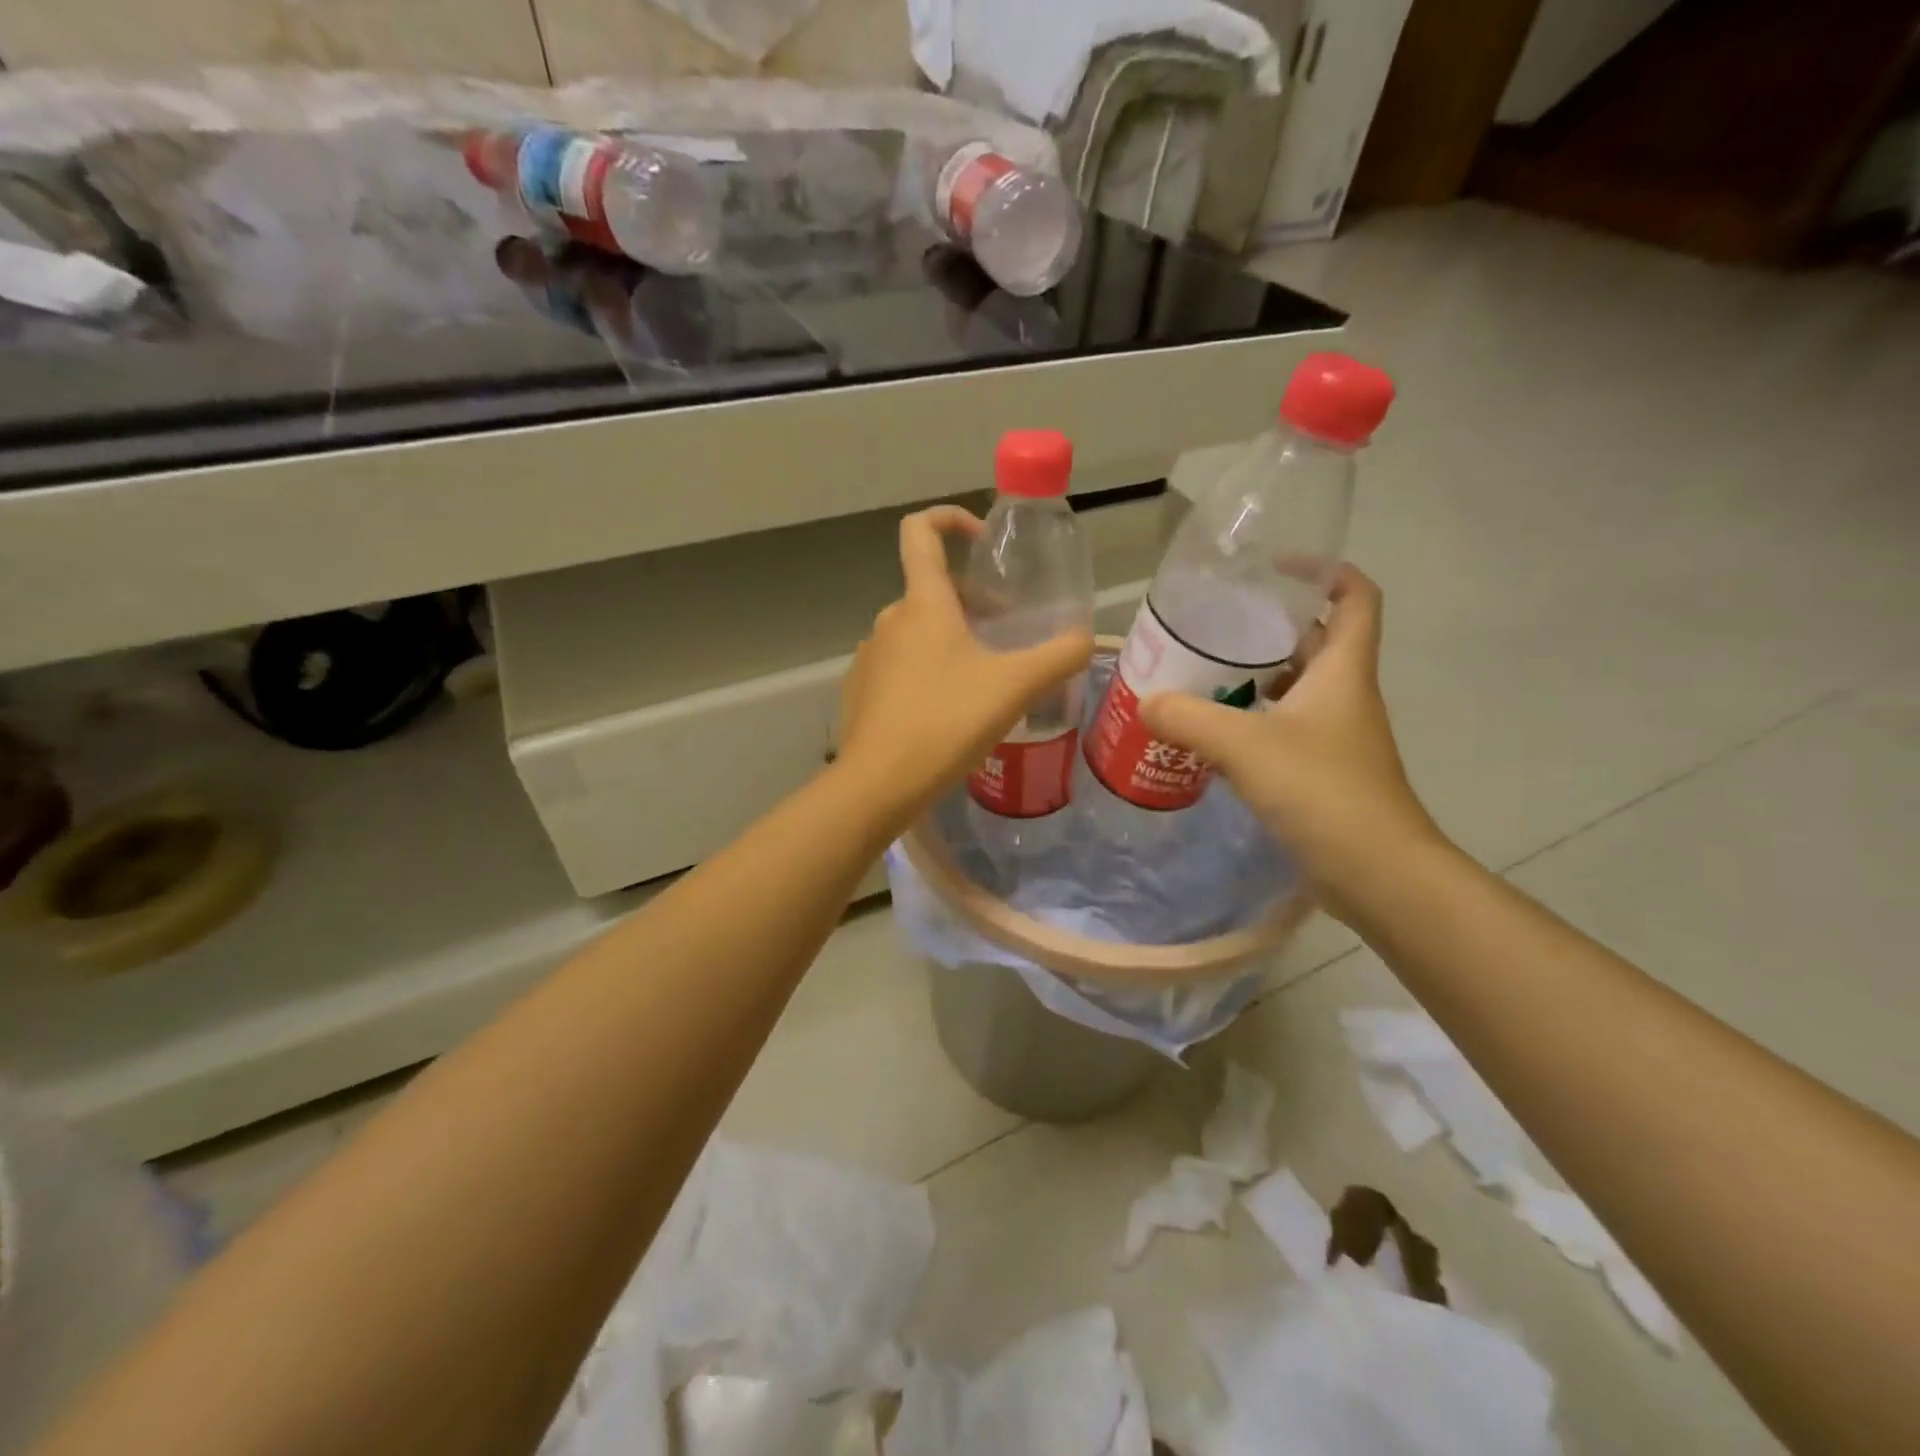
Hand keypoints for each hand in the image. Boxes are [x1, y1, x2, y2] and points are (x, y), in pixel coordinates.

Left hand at [837, 506, 1092, 827]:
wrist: (878, 784)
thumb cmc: (947, 722)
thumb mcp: (1014, 687)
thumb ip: (1058, 656)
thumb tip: (1087, 638)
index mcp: (923, 604)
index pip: (921, 531)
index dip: (950, 518)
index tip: (982, 539)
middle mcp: (889, 620)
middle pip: (933, 591)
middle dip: (974, 604)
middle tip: (1008, 636)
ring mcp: (870, 657)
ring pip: (918, 632)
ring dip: (953, 642)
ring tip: (985, 682)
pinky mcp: (861, 691)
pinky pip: (901, 667)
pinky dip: (929, 673)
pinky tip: (950, 713)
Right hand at [1140, 565, 1441, 914]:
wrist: (1377, 873)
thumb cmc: (1322, 791)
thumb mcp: (1245, 746)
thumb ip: (1189, 718)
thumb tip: (1146, 702)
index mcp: (1342, 671)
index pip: (1354, 597)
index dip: (1324, 570)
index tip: (1275, 567)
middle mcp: (1344, 696)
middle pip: (1317, 640)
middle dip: (1271, 625)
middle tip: (1216, 623)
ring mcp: (1335, 736)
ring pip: (1297, 687)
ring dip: (1256, 676)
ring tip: (1203, 673)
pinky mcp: (1322, 772)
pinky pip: (1284, 729)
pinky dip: (1252, 721)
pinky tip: (1212, 733)